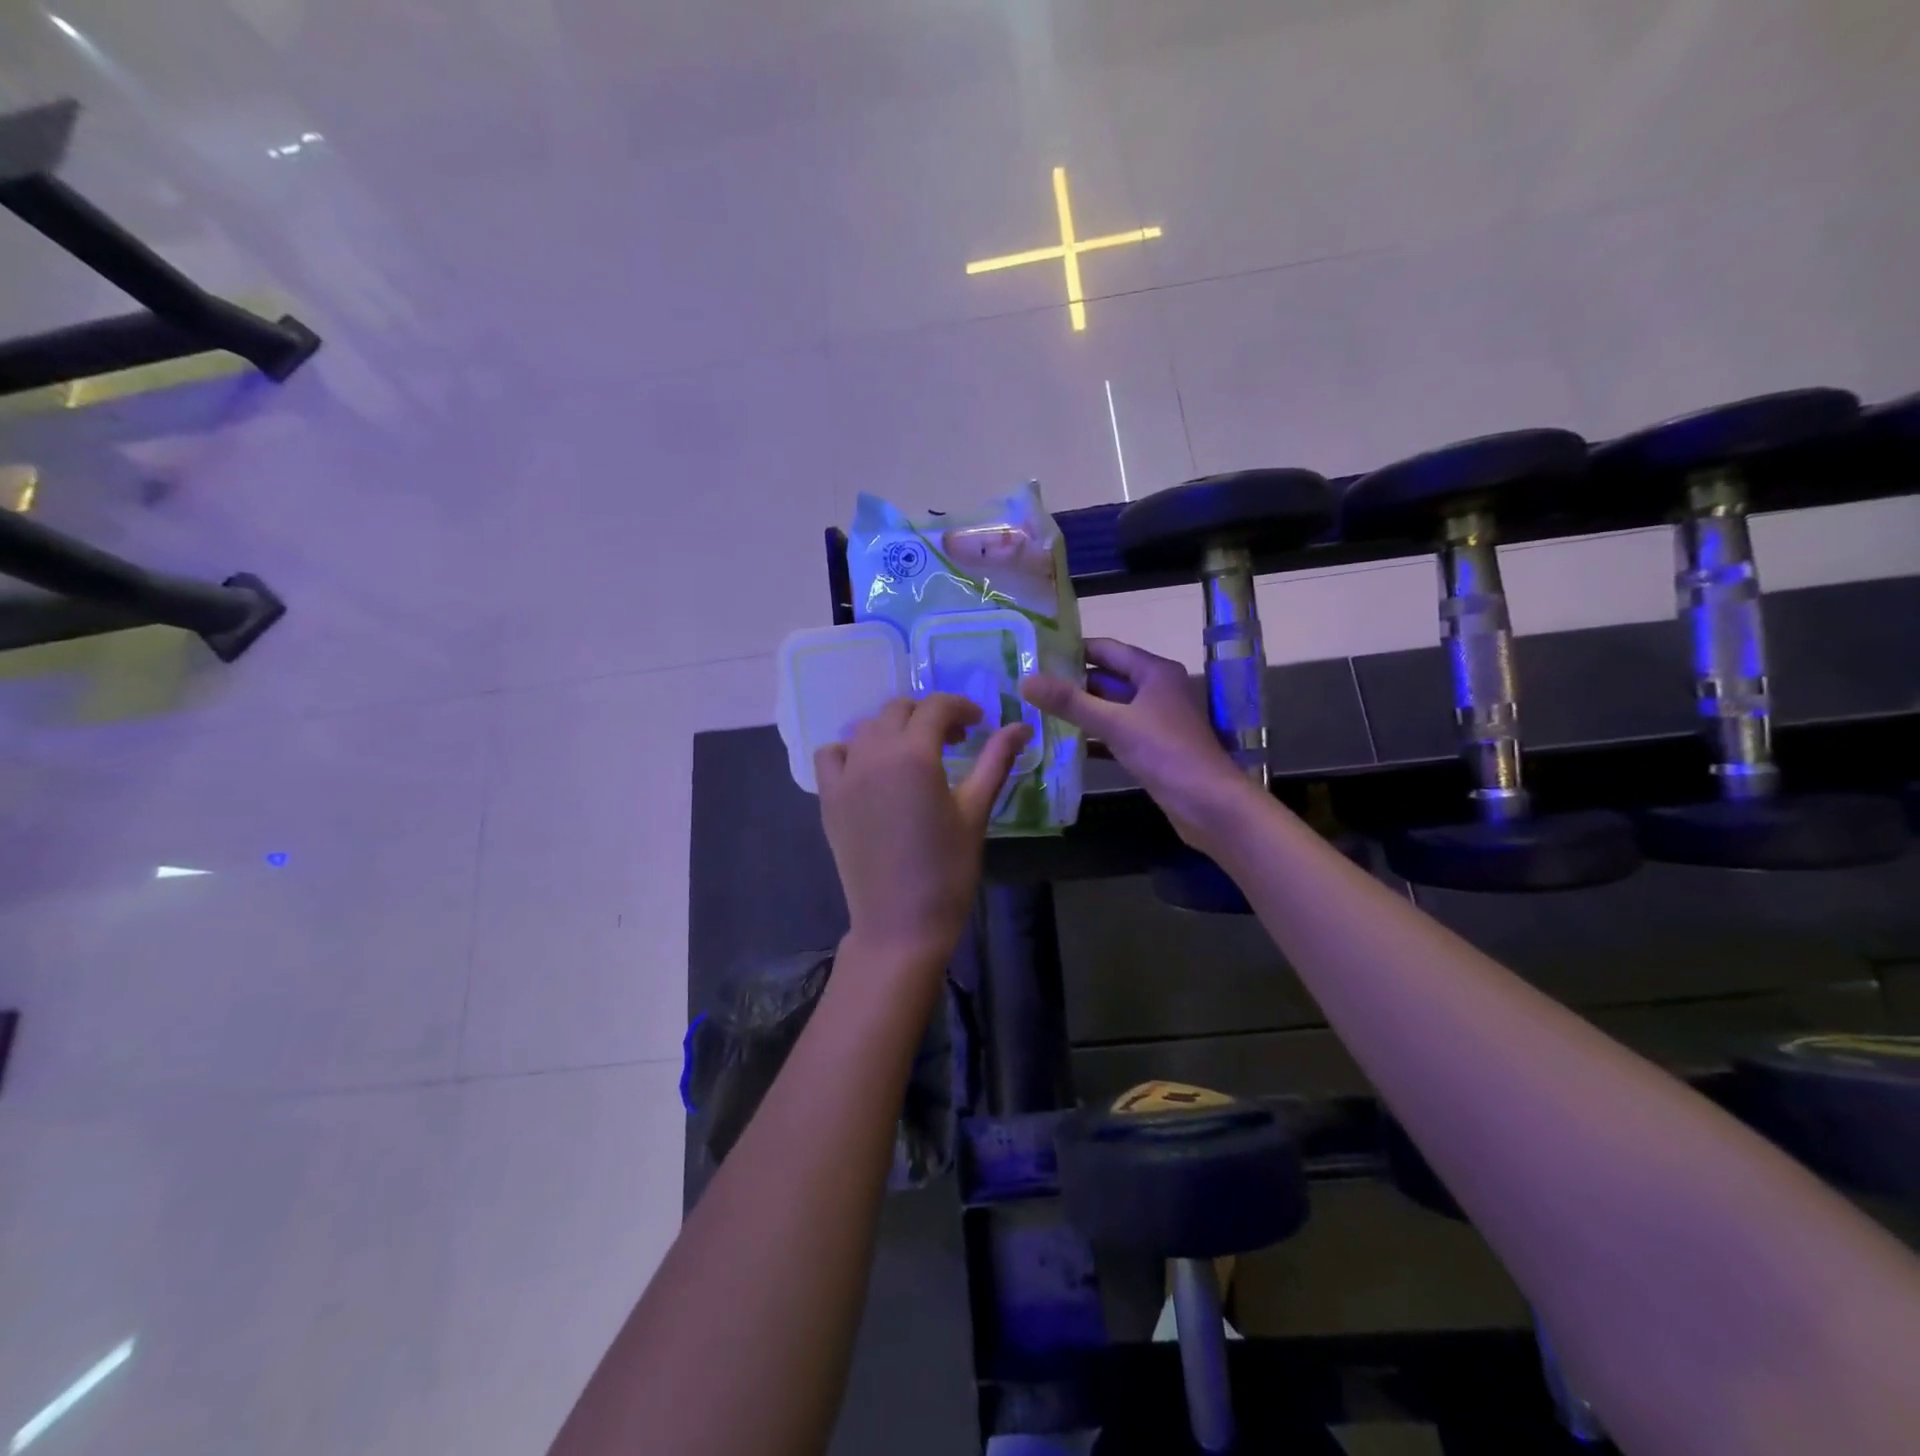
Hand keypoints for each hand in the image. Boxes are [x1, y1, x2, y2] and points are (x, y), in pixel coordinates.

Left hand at [815, 695, 1031, 971]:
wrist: (900, 922)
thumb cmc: (947, 870)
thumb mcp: (976, 811)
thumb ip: (996, 761)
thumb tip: (1021, 727)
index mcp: (914, 754)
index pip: (936, 707)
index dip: (961, 708)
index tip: (979, 725)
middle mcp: (873, 754)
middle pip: (898, 710)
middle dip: (929, 716)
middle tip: (954, 741)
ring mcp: (845, 776)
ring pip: (866, 728)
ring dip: (893, 729)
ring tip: (915, 755)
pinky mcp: (829, 799)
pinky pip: (832, 755)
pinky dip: (851, 750)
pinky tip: (871, 771)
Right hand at [1022, 638, 1257, 848]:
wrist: (1209, 804)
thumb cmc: (1166, 753)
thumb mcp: (1115, 723)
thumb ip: (1070, 702)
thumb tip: (1026, 680)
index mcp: (1154, 672)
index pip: (1105, 649)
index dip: (1071, 650)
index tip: (1034, 653)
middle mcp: (1155, 690)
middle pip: (1106, 678)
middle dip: (1070, 683)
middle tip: (1027, 685)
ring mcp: (1154, 720)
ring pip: (1109, 708)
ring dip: (1079, 711)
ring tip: (1036, 711)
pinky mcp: (1150, 748)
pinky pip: (1114, 734)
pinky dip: (1092, 737)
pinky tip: (1062, 743)